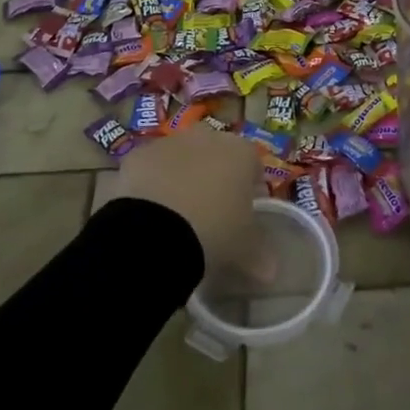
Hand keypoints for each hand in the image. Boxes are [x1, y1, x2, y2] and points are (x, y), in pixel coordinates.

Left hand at [111, 126, 261, 270]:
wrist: (154, 232)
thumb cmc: (213, 232)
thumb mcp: (244, 248)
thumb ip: (260, 254)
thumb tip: (271, 273)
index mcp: (240, 152)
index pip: (253, 163)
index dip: (250, 186)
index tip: (245, 210)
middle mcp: (207, 137)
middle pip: (216, 152)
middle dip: (214, 174)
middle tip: (210, 208)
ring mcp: (170, 142)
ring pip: (181, 156)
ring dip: (181, 175)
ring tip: (176, 212)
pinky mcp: (138, 154)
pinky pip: (150, 167)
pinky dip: (152, 183)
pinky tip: (149, 210)